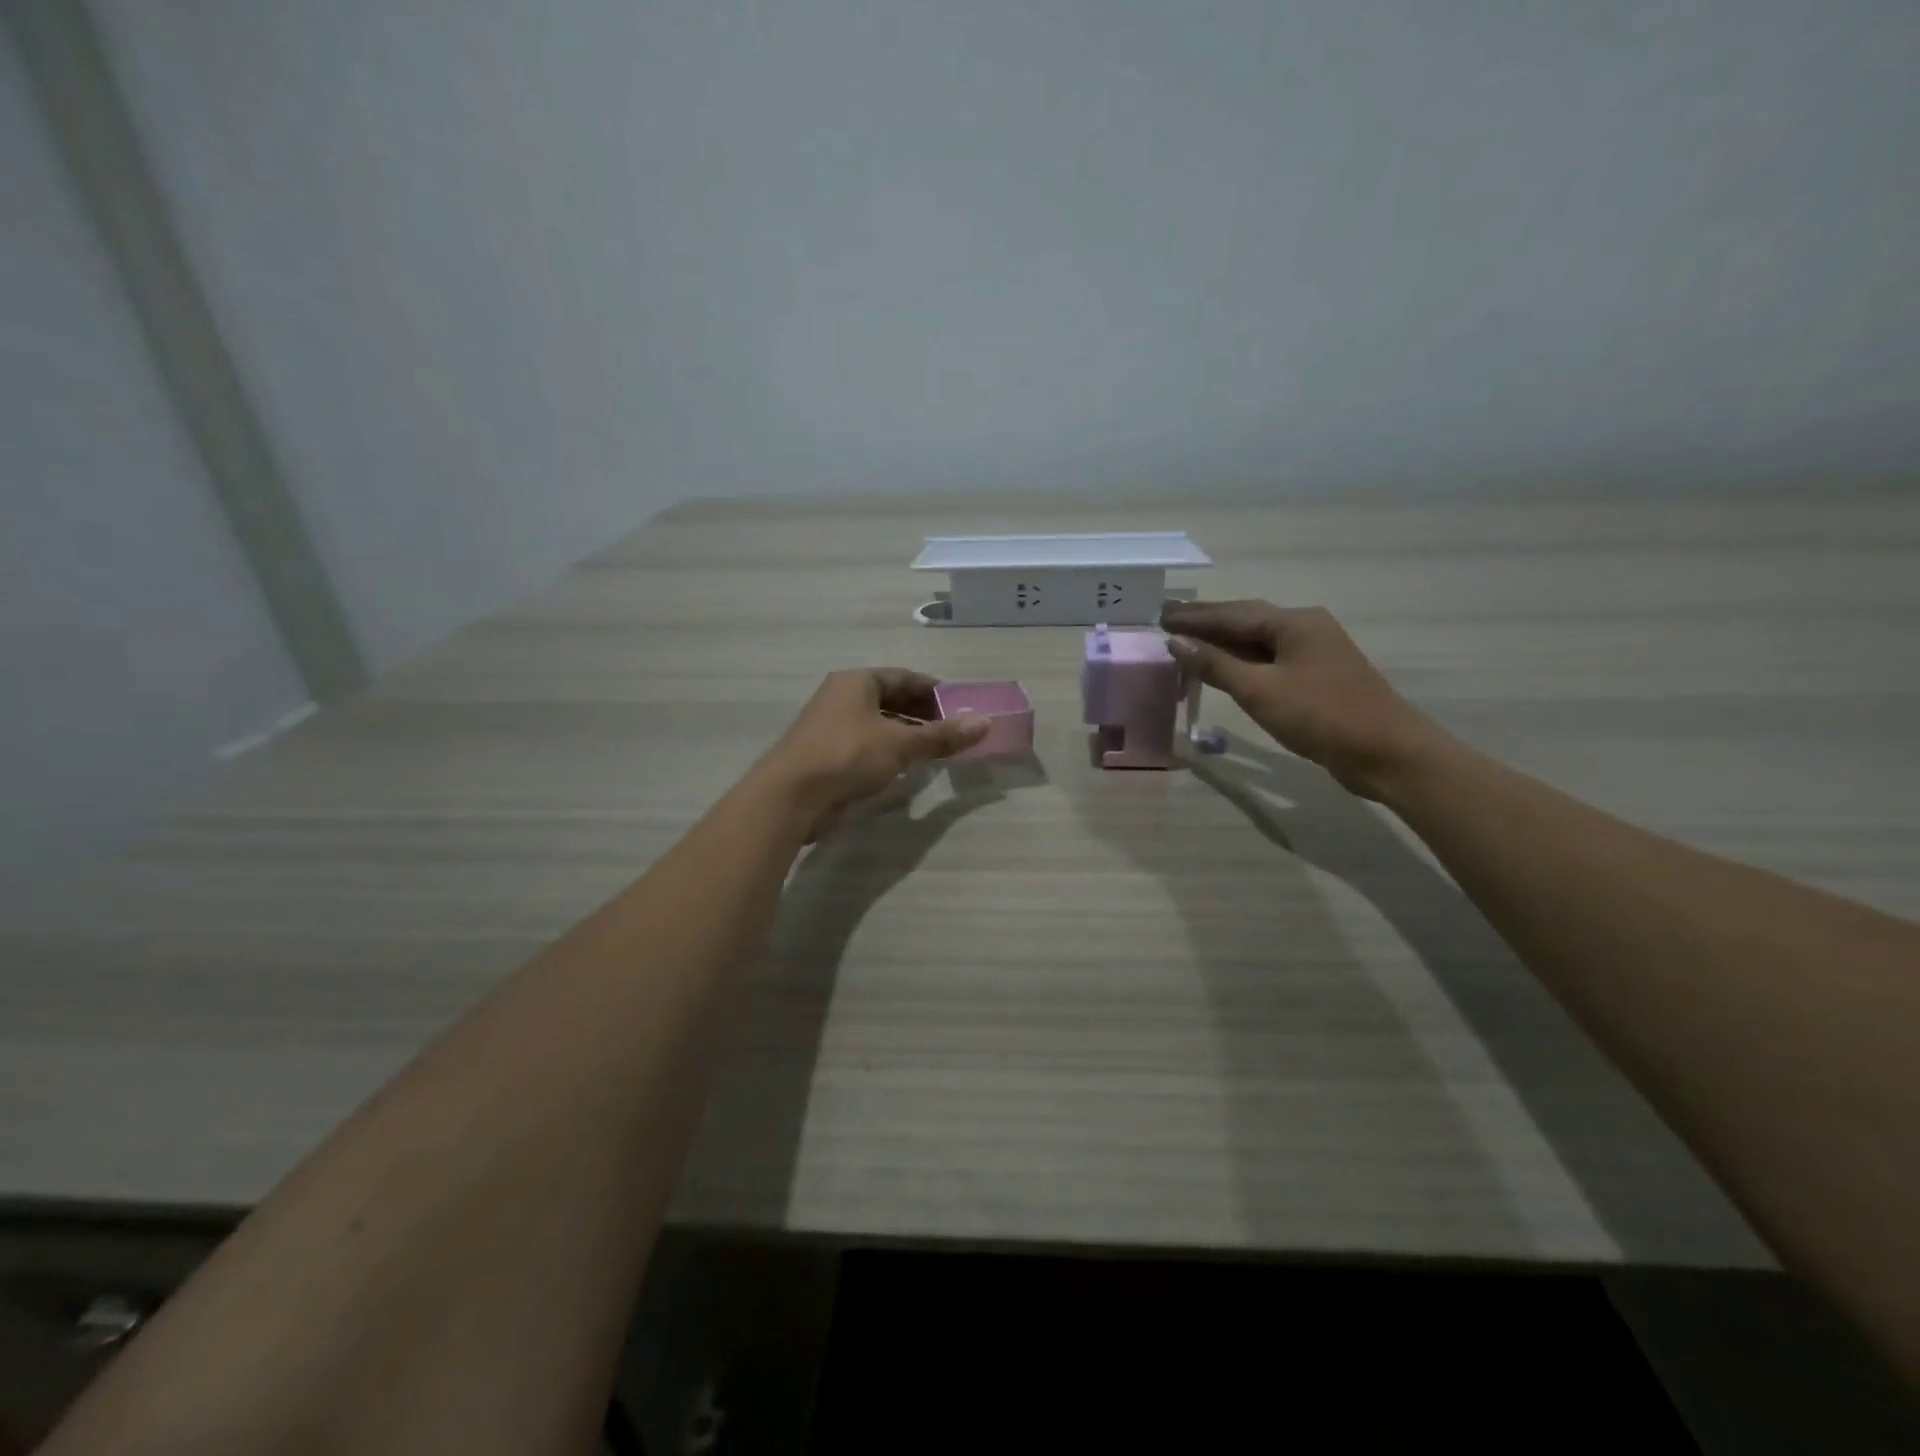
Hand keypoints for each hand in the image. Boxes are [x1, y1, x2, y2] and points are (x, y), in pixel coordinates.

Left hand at [753, 669, 988, 833]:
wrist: (790, 796)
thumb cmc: (847, 756)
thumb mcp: (901, 744)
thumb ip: (942, 735)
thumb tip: (986, 723)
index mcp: (857, 682)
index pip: (904, 677)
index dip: (934, 690)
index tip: (960, 705)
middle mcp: (841, 697)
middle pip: (890, 699)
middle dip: (922, 714)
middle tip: (952, 730)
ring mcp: (830, 726)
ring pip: (877, 724)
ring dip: (906, 734)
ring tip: (934, 750)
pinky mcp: (826, 754)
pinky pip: (865, 745)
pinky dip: (887, 751)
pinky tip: (904, 768)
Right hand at [1162, 600, 1447, 800]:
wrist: (1386, 752)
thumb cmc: (1321, 716)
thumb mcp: (1260, 691)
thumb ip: (1215, 665)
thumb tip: (1176, 642)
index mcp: (1293, 623)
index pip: (1232, 613)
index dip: (1193, 617)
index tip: (1159, 616)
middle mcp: (1305, 628)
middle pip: (1245, 620)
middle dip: (1206, 623)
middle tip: (1167, 621)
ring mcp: (1313, 652)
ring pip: (1257, 641)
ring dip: (1221, 643)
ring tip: (1186, 643)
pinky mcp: (1316, 677)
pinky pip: (1268, 660)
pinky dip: (1240, 662)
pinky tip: (1223, 669)